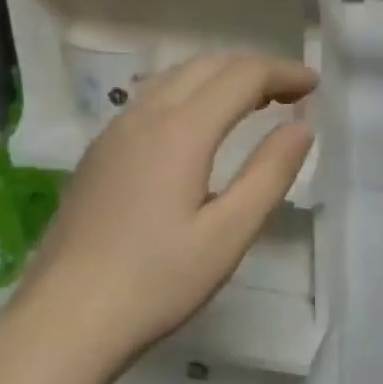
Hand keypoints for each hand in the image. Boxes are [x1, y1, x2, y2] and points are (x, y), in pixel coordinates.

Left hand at [2, 52, 316, 383]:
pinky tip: (201, 129)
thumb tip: (302, 127)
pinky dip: (190, 95)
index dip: (283, 73)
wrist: (67, 317)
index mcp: (181, 131)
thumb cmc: (158, 281)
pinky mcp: (99, 154)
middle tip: (293, 93)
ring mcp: (114, 133)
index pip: (241, 76)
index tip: (315, 86)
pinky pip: (151, 100)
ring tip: (255, 104)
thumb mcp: (230, 233)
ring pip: (174, 78)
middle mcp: (144, 116)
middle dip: (255, 70)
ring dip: (220, 78)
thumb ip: (270, 174)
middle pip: (206, 66)